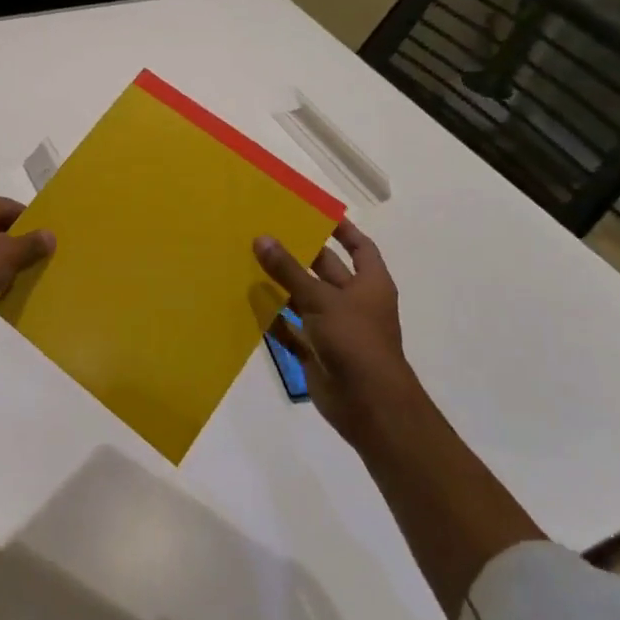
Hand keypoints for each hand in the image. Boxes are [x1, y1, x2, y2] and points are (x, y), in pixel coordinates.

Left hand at [0, 196, 54, 340]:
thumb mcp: (5, 254)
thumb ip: (29, 244)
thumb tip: (50, 234)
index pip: (11, 207)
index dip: (33, 221)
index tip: (52, 239)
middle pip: (1, 229)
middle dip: (23, 245)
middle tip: (48, 260)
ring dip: (9, 265)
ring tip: (34, 279)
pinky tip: (9, 294)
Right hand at [254, 220, 415, 438]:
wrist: (369, 406)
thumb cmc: (355, 341)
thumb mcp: (321, 299)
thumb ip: (289, 271)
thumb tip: (261, 238)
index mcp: (370, 284)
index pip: (360, 247)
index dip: (342, 230)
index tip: (314, 213)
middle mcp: (354, 303)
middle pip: (325, 270)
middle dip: (299, 254)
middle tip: (266, 233)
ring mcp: (335, 328)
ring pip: (304, 299)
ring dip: (281, 285)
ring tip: (249, 261)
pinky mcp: (317, 351)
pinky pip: (291, 329)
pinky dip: (273, 319)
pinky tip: (249, 303)